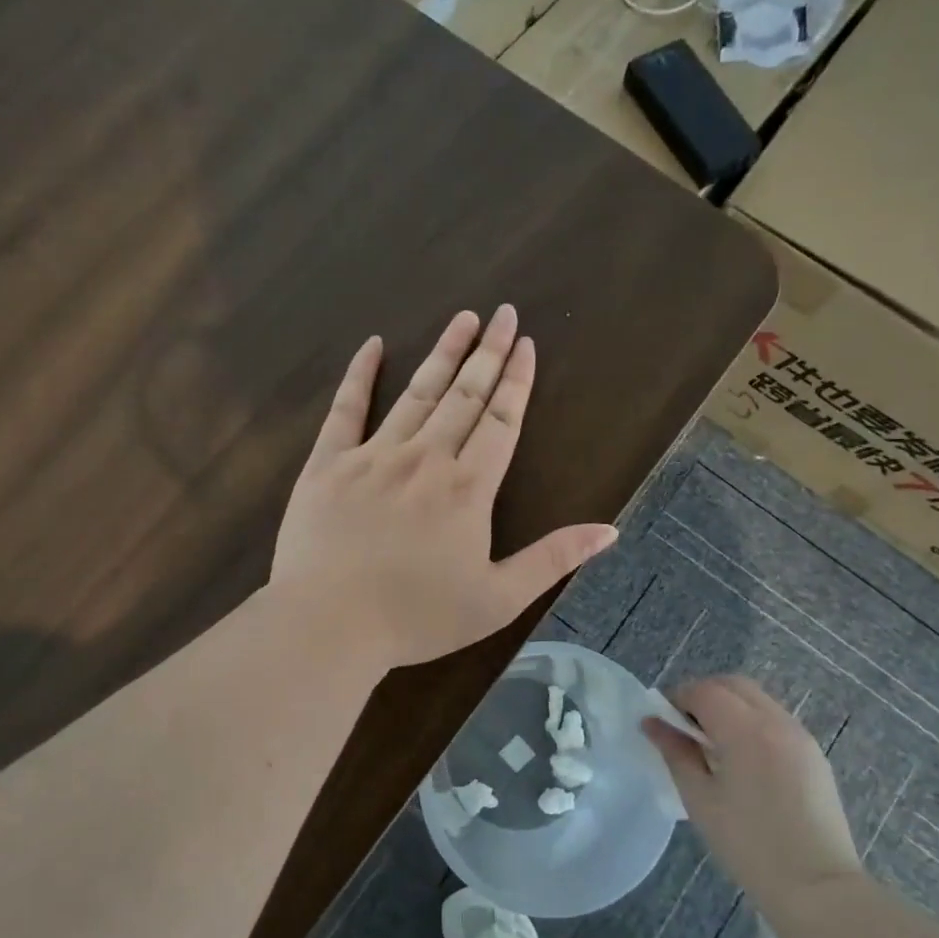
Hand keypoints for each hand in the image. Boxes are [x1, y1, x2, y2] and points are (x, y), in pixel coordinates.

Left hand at [270, 306, 617, 669]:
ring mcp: (374, 456)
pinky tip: (373, 345)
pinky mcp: (327, 464)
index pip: (502, 420)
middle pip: (465, 395)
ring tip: (462, 318)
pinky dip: (360, 375)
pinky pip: (346, 409)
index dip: (517, 380)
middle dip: (488, 352)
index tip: (526, 343)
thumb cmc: (416, 618)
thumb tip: (611, 530)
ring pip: (417, 393)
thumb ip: (553, 559)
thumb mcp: (498, 599)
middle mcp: (426, 458)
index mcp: (468, 488)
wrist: (328, 625)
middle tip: (503, 313)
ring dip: (443, 353)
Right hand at [644, 676, 861, 903]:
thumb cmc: (749, 846)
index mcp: (746, 730)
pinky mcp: (813, 753)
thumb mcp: (700, 799)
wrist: (818, 888)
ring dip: (729, 707)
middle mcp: (776, 721)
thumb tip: (651, 723)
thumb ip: (675, 753)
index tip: (663, 723)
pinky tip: (742, 760)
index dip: (678, 698)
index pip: (705, 691)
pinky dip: (751, 722)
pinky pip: (775, 719)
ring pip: (756, 699)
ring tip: (713, 745)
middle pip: (733, 685)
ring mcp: (800, 735)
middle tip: (685, 729)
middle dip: (704, 696)